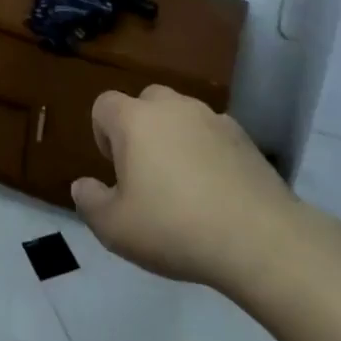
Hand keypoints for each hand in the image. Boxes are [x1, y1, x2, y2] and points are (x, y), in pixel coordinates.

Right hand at [71, 85, 303, 293]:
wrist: (258, 238)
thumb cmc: (174, 227)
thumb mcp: (115, 228)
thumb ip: (90, 203)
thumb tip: (82, 185)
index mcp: (134, 120)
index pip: (104, 104)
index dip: (102, 133)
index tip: (114, 169)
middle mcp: (172, 106)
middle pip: (145, 102)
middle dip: (140, 129)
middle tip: (147, 173)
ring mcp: (211, 117)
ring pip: (182, 116)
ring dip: (175, 138)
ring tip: (184, 184)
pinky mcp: (243, 137)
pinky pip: (213, 134)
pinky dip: (208, 151)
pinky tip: (217, 190)